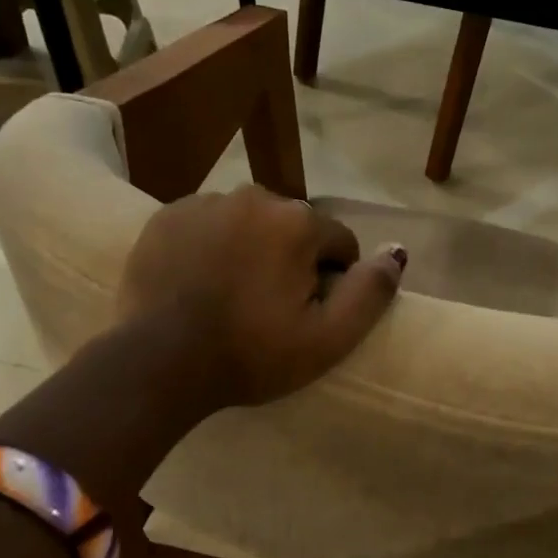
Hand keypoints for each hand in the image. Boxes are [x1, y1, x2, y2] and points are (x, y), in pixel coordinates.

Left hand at [115, 185, 405, 412]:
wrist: (159, 362)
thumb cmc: (252, 354)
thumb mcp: (328, 339)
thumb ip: (371, 292)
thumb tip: (398, 252)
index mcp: (297, 222)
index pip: (339, 243)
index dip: (332, 281)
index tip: (308, 314)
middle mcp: (254, 196)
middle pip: (294, 229)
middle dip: (292, 260)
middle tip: (269, 309)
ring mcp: (204, 202)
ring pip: (250, 224)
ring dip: (253, 250)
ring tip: (233, 296)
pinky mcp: (166, 216)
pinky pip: (209, 225)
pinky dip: (214, 247)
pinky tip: (201, 283)